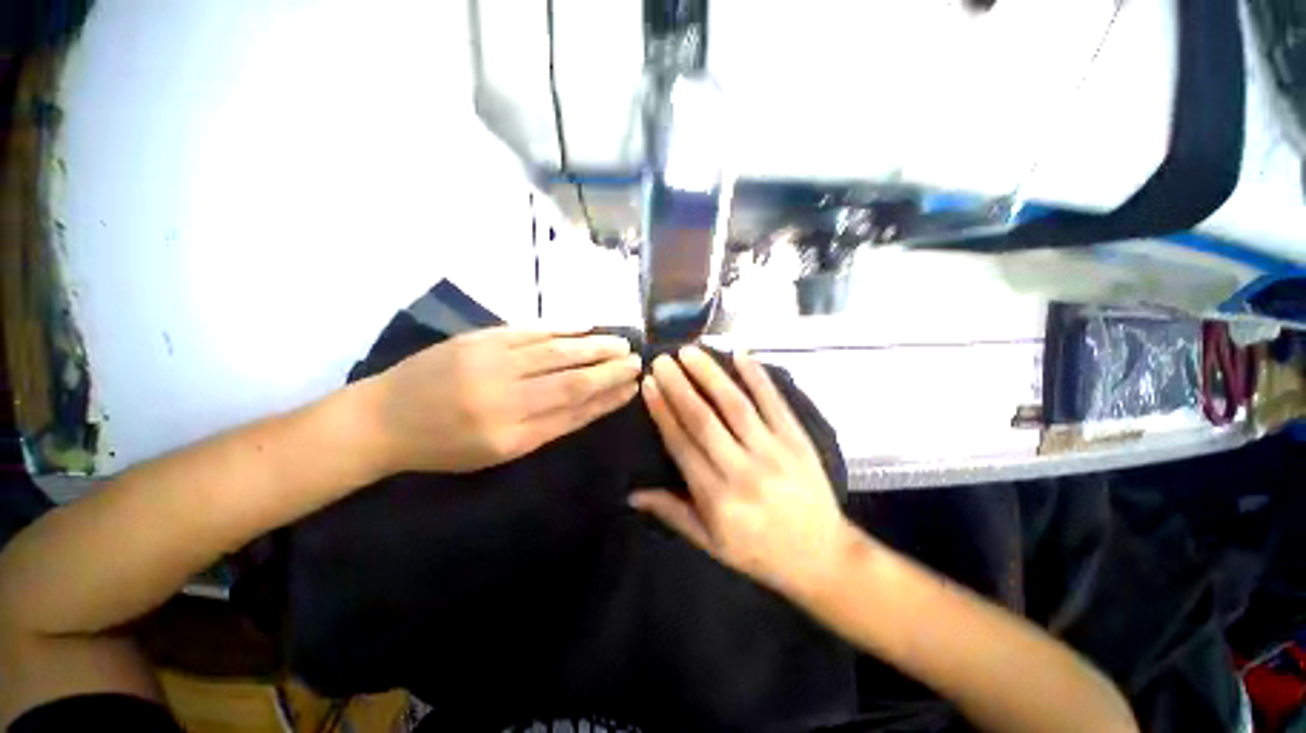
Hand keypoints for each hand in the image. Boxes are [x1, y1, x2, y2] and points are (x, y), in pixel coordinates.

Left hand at [368, 327, 641, 472]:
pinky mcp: (481, 339)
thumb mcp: (499, 450)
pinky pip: (532, 331)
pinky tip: (586, 325)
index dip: (608, 398)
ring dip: (595, 346)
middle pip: (572, 379)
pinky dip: (563, 328)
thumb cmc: (444, 445)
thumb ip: (548, 426)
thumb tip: (592, 403)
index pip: (575, 411)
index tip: (632, 387)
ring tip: (621, 342)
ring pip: (558, 351)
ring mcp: (492, 362)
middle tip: (636, 360)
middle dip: (610, 370)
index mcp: (512, 435)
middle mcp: (506, 398)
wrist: (383, 418)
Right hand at [632, 347, 858, 601]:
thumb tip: (632, 493)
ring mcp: (772, 451)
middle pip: (704, 419)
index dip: (663, 411)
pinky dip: (757, 377)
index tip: (649, 385)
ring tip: (690, 352)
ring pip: (735, 405)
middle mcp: (741, 469)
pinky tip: (740, 354)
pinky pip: (774, 402)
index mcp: (716, 497)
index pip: (681, 443)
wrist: (822, 557)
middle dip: (679, 386)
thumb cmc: (758, 551)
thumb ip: (671, 513)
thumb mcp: (710, 543)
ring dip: (710, 375)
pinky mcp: (796, 440)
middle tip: (662, 360)